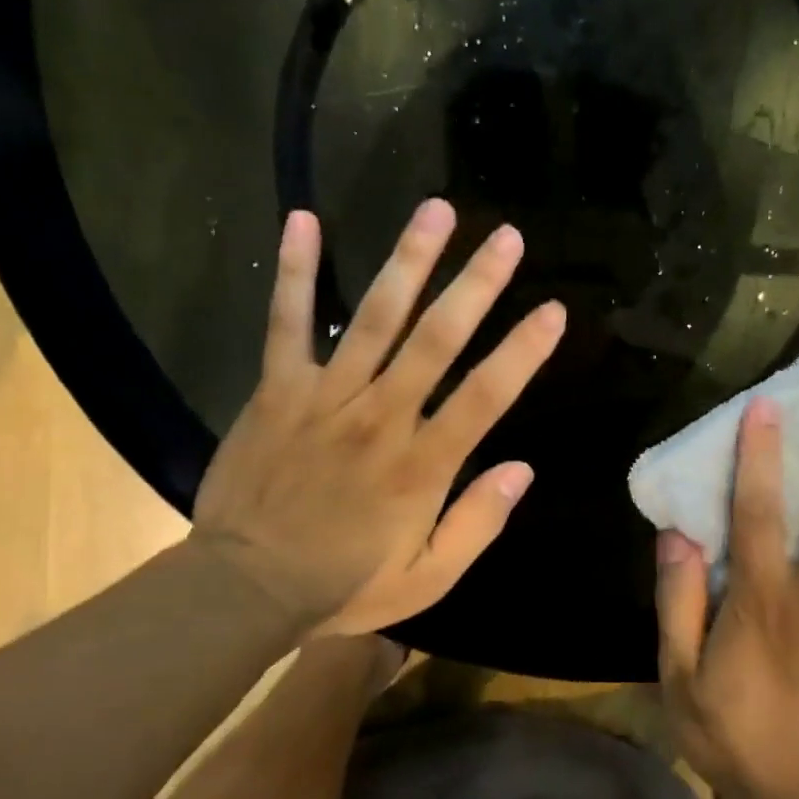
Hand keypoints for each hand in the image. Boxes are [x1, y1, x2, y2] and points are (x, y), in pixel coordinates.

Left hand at [193, 199, 565, 636]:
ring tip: (437, 210)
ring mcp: (326, 397)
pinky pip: (287, 323)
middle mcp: (381, 417)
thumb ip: (477, 524)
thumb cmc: (345, 585)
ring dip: (408, 261)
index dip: (523, 350)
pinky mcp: (278, 391)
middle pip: (436, 340)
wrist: (245, 588)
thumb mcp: (428, 578)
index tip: (553, 310)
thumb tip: (523, 470)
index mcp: (422, 465)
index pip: (485, 396)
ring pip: (374, 318)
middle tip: (508, 237)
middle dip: (476, 285)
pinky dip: (296, 272)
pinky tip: (305, 219)